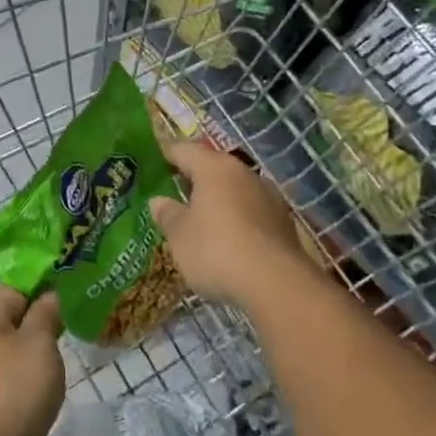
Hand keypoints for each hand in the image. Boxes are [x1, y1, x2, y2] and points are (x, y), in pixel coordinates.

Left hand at [0, 286, 64, 435]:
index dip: (43, 293)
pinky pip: (8, 367)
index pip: (15, 289)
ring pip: (11, 342)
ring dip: (34, 348)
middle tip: (66, 331)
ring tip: (56, 360)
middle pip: (11, 315)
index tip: (68, 305)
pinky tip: (43, 382)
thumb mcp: (40, 342)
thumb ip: (46, 313)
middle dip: (39, 321)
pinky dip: (25, 370)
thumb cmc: (18, 386)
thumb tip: (50, 295)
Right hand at [149, 138, 309, 305]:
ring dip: (217, 201)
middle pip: (212, 168)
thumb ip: (167, 214)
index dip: (165, 156)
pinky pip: (251, 213)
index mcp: (214, 167)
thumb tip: (159, 201)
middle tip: (172, 195)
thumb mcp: (179, 235)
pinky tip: (226, 241)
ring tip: (198, 221)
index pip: (183, 150)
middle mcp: (244, 173)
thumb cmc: (216, 250)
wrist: (277, 286)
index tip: (152, 166)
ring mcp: (269, 197)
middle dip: (193, 180)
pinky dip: (236, 220)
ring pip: (235, 190)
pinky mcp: (284, 223)